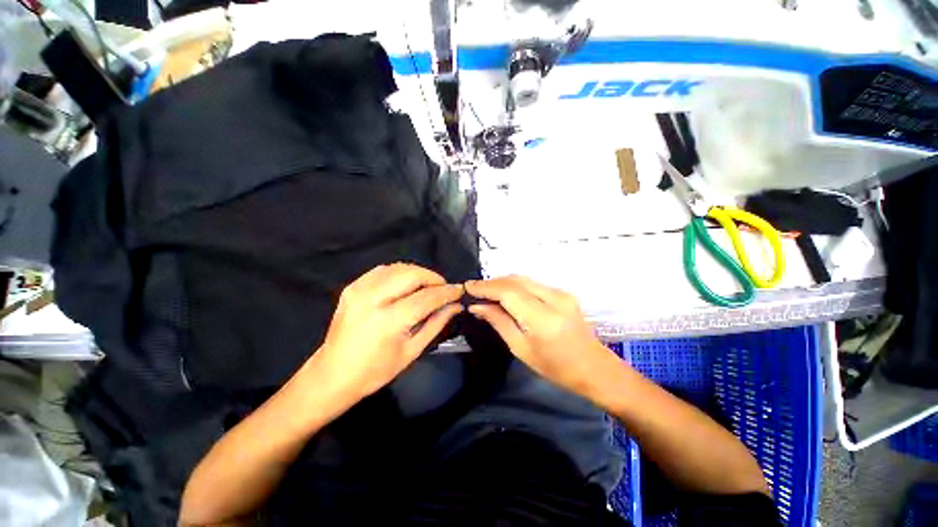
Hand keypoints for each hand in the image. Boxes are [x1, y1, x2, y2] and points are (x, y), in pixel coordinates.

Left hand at [309, 263, 463, 399]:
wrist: (333, 374)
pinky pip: (382, 270)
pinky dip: (399, 273)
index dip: (447, 292)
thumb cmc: (376, 371)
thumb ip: (436, 324)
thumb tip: (455, 306)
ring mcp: (360, 290)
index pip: (427, 297)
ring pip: (398, 268)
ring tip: (427, 286)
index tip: (459, 290)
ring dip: (418, 273)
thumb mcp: (412, 351)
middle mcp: (374, 299)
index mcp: (390, 320)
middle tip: (443, 288)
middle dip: (433, 278)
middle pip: (413, 275)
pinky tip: (406, 284)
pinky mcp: (352, 287)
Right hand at [465, 276, 615, 395]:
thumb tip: (477, 307)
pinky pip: (532, 283)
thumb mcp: (521, 349)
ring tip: (486, 292)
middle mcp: (554, 299)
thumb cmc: (556, 367)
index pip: (508, 292)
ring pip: (523, 279)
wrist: (594, 368)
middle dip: (492, 282)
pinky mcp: (563, 292)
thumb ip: (499, 322)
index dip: (485, 287)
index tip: (467, 287)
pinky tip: (506, 294)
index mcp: (543, 319)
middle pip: (515, 280)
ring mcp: (561, 293)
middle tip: (475, 290)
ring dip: (503, 282)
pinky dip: (515, 285)